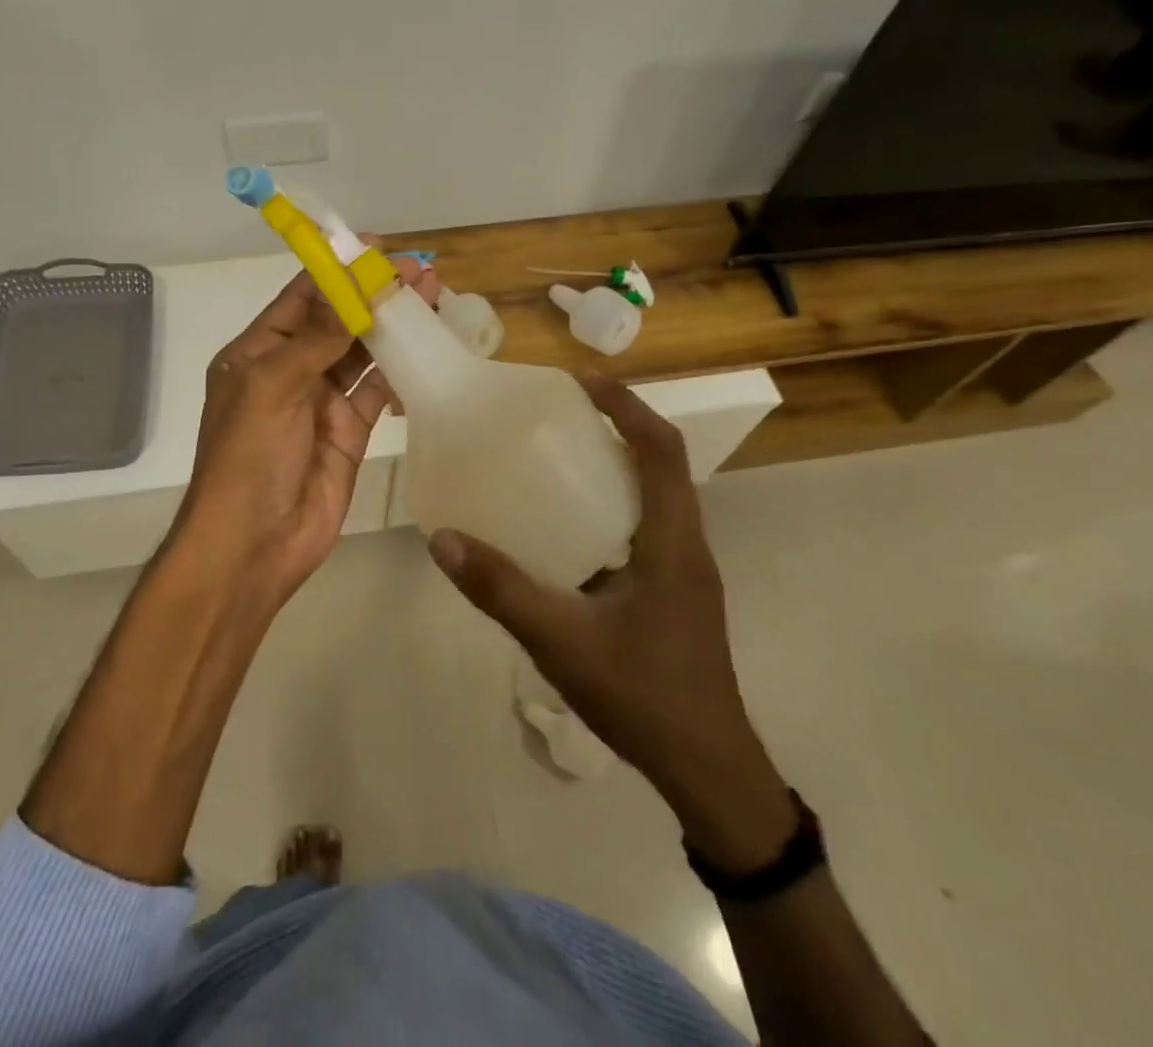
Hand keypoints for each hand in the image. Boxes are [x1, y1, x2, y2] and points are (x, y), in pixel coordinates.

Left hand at [173, 249, 438, 600]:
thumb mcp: (273, 386)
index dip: (336, 270)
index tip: (375, 247)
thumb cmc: (248, 456)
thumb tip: (350, 286)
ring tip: (432, 297)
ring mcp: (322, 401)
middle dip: (374, 294)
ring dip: (393, 326)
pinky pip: (379, 390)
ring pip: (362, 352)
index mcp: (258, 352)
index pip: (301, 297)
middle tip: (419, 270)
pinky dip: (402, 369)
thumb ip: (316, 337)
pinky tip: (428, 347)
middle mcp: (290, 369)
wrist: (254, 543)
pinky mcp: (350, 431)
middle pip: (337, 320)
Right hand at [427, 373, 794, 864]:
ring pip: (653, 496)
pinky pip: (643, 527)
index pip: (661, 450)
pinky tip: (564, 528)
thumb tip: (444, 539)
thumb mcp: (562, 640)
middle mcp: (685, 544)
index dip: (627, 406)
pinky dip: (610, 506)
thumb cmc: (644, 697)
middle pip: (660, 464)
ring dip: (615, 464)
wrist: (707, 771)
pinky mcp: (672, 593)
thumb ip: (501, 590)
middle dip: (617, 426)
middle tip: (557, 413)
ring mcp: (682, 571)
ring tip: (556, 457)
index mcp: (672, 542)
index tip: (581, 380)